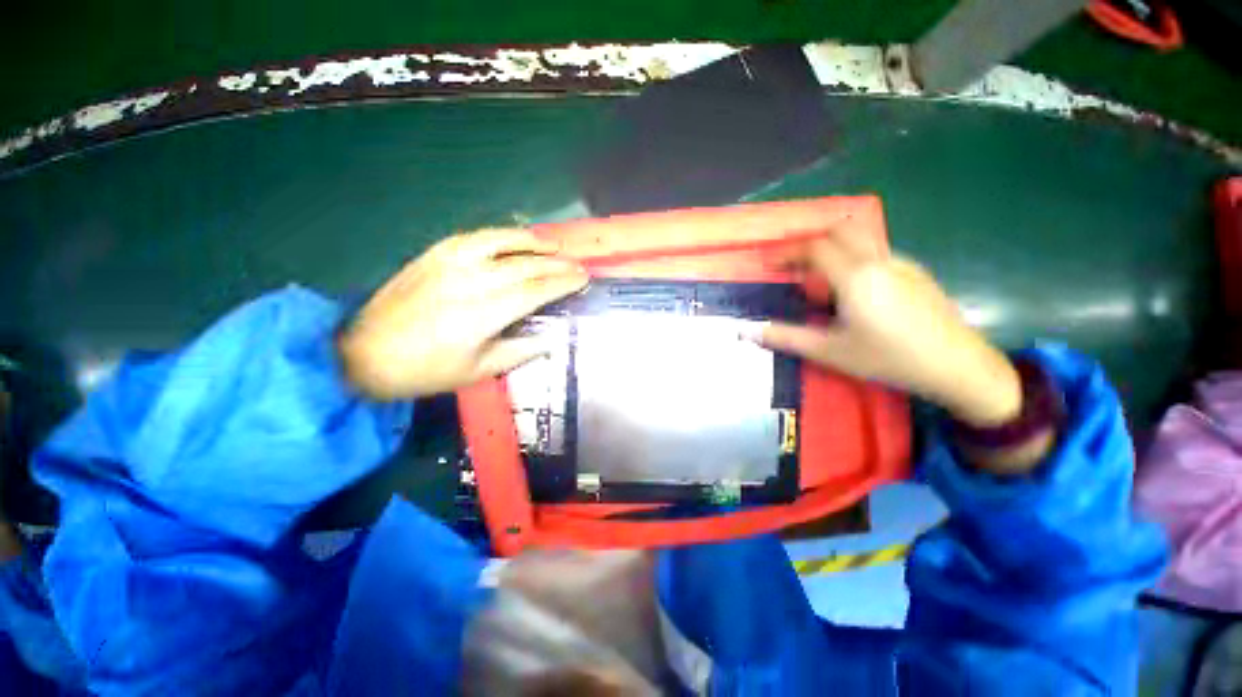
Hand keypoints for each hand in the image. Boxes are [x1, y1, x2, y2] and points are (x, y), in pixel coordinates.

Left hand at [339, 229, 587, 399]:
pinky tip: (516, 239)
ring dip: (534, 242)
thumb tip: (551, 338)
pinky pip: (476, 237)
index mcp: (482, 315)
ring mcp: (450, 263)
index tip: (583, 279)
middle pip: (525, 265)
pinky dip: (502, 235)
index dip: (563, 283)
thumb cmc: (426, 370)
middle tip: (578, 265)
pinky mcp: (434, 254)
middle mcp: (470, 281)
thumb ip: (520, 352)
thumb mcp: (478, 372)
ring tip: (555, 245)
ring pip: (502, 242)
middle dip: (557, 264)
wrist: (364, 353)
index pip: (535, 290)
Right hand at [758, 233, 1021, 427]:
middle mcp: (878, 260)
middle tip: (794, 263)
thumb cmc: (889, 359)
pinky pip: (876, 252)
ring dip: (834, 248)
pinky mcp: (916, 272)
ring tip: (819, 278)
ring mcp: (901, 263)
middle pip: (840, 230)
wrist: (958, 367)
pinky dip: (853, 258)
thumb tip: (747, 331)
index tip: (771, 264)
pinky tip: (852, 290)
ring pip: (861, 239)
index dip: (788, 252)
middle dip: (811, 241)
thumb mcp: (830, 351)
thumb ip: (786, 337)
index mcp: (855, 276)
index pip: (815, 247)